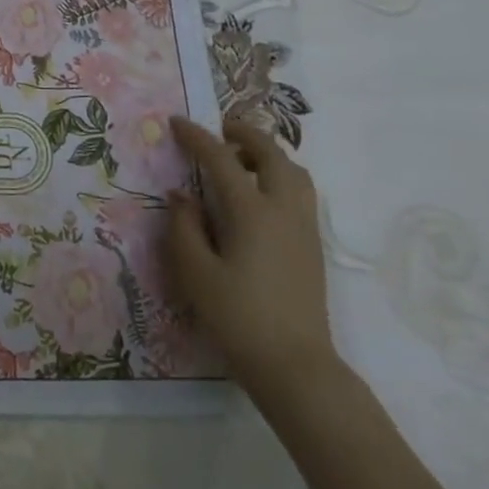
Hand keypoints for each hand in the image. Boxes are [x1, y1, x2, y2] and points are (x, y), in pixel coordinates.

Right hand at [165, 116, 336, 400]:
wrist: (294, 365)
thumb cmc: (237, 317)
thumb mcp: (194, 271)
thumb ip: (184, 226)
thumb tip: (181, 195)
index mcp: (252, 212)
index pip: (222, 159)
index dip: (197, 137)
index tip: (176, 123)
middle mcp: (284, 211)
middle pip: (271, 155)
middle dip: (244, 134)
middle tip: (218, 130)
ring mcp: (304, 229)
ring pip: (294, 173)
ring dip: (267, 156)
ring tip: (239, 162)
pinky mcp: (312, 247)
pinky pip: (300, 194)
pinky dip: (279, 178)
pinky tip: (256, 197)